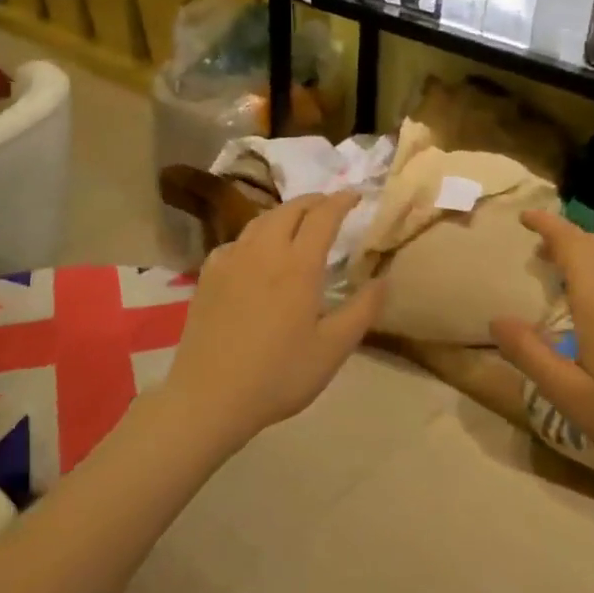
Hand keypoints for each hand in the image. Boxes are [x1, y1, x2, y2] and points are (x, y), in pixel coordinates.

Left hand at [156, 192, 384, 450]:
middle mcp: (263, 251)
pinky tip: (257, 253)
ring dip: (284, 213)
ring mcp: (231, 260)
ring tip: (298, 222)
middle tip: (330, 206)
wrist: (209, 397)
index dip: (341, 200)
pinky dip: (256, 235)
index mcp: (298, 265)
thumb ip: (363, 310)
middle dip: (314, 201)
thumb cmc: (279, 375)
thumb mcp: (333, 349)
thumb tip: (384, 279)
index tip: (356, 195)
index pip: (323, 216)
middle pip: (290, 209)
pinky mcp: (208, 275)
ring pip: (260, 221)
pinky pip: (237, 241)